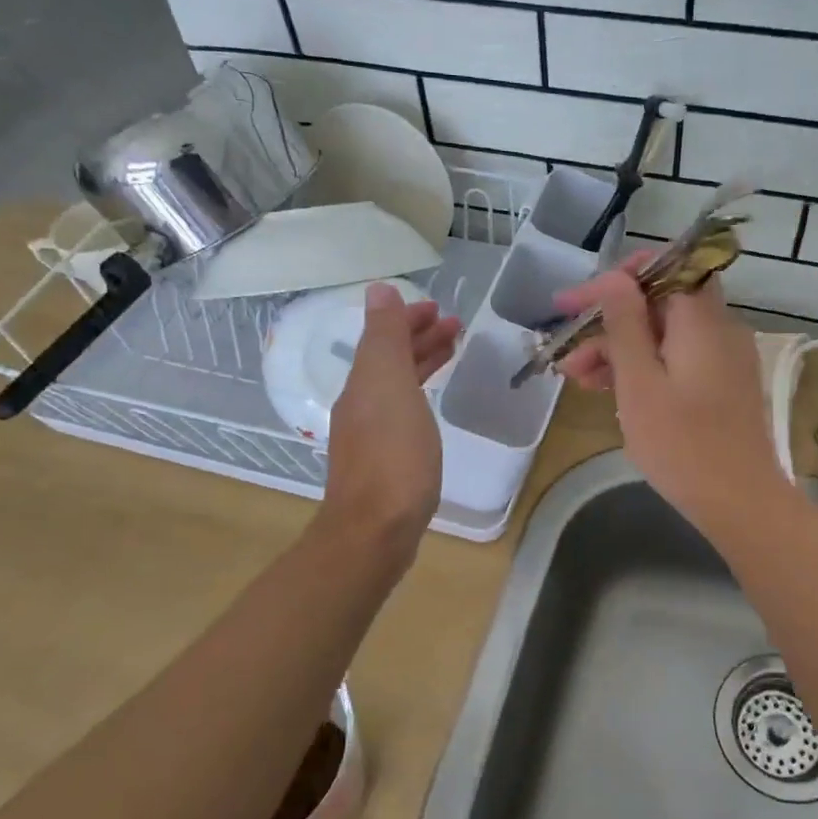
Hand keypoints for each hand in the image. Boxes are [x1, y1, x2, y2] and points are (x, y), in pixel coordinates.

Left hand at [320, 283, 460, 556]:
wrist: (376, 529)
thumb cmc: (393, 454)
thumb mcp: (389, 385)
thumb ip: (385, 337)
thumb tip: (379, 290)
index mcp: (364, 383)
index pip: (384, 337)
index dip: (409, 319)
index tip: (441, 310)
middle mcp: (362, 404)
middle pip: (390, 360)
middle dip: (419, 338)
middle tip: (455, 326)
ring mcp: (372, 435)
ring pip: (398, 385)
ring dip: (422, 363)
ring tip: (452, 352)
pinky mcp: (386, 461)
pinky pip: (405, 411)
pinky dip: (421, 394)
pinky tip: (432, 405)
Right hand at [554, 265, 783, 535]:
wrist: (740, 503)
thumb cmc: (682, 445)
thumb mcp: (640, 383)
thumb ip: (625, 325)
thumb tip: (614, 278)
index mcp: (701, 320)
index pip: (664, 268)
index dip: (617, 278)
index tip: (575, 303)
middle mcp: (718, 329)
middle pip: (658, 305)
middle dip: (609, 323)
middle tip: (568, 355)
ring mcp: (723, 359)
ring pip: (664, 335)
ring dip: (620, 350)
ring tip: (579, 381)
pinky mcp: (721, 385)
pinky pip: (677, 360)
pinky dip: (644, 369)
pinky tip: (613, 393)